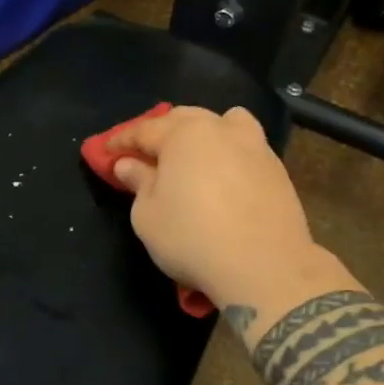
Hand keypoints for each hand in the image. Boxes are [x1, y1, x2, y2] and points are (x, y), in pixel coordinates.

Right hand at [106, 106, 326, 304]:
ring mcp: (254, 145)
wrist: (265, 266)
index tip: (106, 152)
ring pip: (223, 124)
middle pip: (184, 119)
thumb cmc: (193, 238)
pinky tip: (224, 174)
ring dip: (203, 132)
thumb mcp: (148, 215)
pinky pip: (245, 147)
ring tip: (193, 154)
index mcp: (184, 134)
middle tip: (146, 154)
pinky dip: (229, 152)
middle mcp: (220, 129)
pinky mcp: (277, 168)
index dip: (122, 141)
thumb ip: (138, 183)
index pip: (145, 130)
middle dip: (162, 132)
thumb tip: (129, 164)